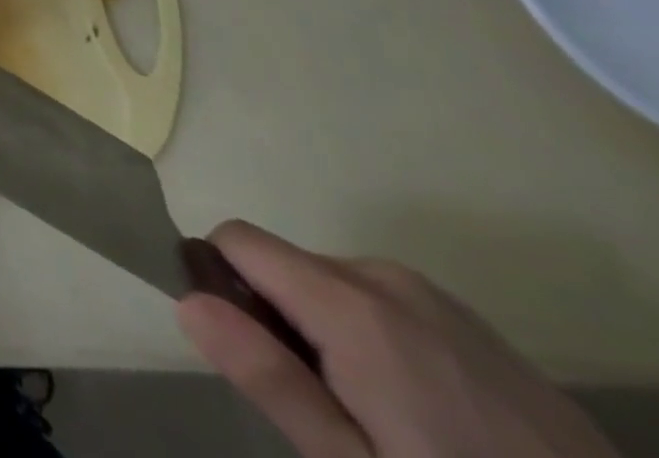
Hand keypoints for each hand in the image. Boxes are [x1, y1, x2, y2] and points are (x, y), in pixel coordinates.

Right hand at [179, 221, 618, 457]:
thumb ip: (269, 378)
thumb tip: (186, 301)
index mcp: (348, 302)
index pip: (234, 239)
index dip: (219, 283)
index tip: (246, 351)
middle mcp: (383, 276)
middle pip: (284, 264)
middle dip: (279, 318)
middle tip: (326, 410)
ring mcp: (436, 297)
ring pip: (332, 284)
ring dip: (326, 330)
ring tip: (380, 419)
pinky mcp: (472, 322)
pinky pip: (385, 302)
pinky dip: (375, 337)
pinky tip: (426, 414)